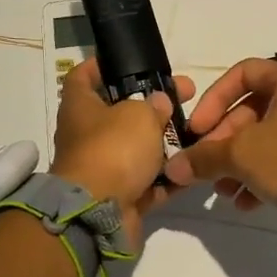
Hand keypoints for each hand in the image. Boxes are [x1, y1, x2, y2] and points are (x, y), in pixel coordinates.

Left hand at [49, 59, 196, 250]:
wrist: (98, 214)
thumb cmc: (113, 150)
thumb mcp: (139, 115)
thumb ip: (153, 105)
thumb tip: (158, 103)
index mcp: (79, 107)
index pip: (82, 76)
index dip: (101, 66)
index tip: (129, 62)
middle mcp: (86, 135)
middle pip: (119, 113)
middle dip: (152, 106)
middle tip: (184, 97)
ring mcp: (101, 168)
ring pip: (136, 149)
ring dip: (163, 143)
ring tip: (196, 134)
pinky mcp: (118, 196)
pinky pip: (146, 181)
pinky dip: (166, 177)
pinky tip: (191, 168)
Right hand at [163, 57, 276, 209]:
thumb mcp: (241, 154)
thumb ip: (204, 157)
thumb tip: (173, 168)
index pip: (242, 74)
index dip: (214, 98)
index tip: (198, 128)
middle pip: (251, 111)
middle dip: (223, 141)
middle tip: (206, 165)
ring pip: (265, 139)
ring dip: (237, 164)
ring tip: (223, 191)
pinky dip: (260, 176)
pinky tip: (245, 203)